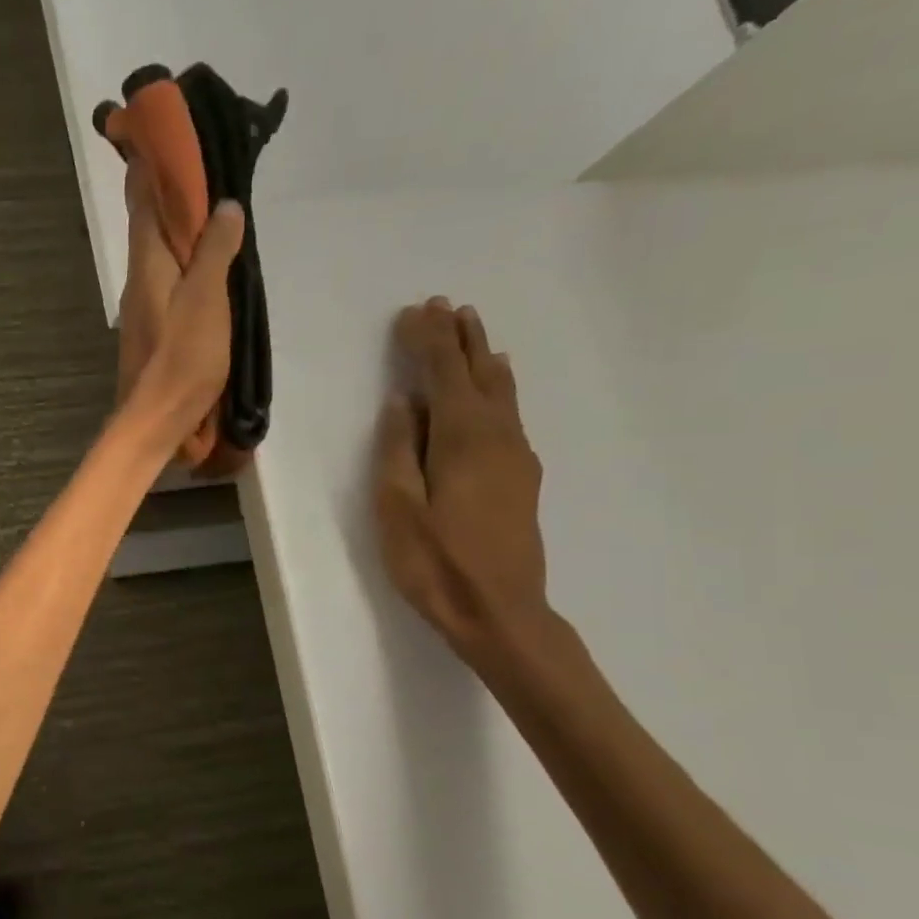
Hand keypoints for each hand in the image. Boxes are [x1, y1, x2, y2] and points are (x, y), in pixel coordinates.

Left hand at [114, 158, 244, 456]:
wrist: (155, 419)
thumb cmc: (182, 359)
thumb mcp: (206, 300)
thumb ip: (214, 253)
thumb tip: (223, 206)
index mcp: (147, 264)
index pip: (143, 201)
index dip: (150, 166)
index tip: (163, 132)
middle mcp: (139, 278)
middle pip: (150, 224)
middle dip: (170, 191)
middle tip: (202, 161)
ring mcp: (144, 304)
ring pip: (160, 252)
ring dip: (180, 226)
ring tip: (211, 203)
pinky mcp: (154, 326)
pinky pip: (169, 278)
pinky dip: (185, 259)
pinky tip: (206, 261)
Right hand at [375, 299, 548, 663]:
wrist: (500, 612)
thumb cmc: (436, 562)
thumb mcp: (398, 507)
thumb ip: (399, 450)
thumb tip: (404, 403)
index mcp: (463, 438)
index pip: (443, 374)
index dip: (428, 341)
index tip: (413, 312)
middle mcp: (498, 436)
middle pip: (478, 374)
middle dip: (460, 338)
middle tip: (445, 306)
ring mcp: (516, 456)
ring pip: (500, 392)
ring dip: (481, 357)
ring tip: (471, 330)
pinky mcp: (520, 477)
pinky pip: (507, 413)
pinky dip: (495, 387)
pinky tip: (494, 386)